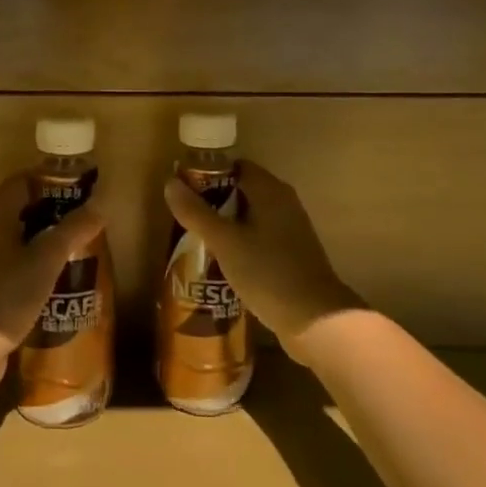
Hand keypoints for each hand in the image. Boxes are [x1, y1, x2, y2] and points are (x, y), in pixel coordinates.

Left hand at [0, 173, 104, 395]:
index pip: (25, 180)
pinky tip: (58, 280)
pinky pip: (14, 264)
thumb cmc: (5, 294)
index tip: (84, 189)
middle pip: (22, 208)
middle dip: (55, 212)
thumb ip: (73, 230)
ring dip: (46, 241)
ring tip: (80, 250)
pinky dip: (35, 265)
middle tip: (87, 221)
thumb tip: (100, 204)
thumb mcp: (45, 259)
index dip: (54, 180)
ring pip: (19, 238)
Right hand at [164, 160, 360, 360]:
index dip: (208, 175)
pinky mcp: (293, 253)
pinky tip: (224, 263)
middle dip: (214, 202)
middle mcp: (284, 202)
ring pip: (251, 216)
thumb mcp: (224, 242)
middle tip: (186, 220)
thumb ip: (196, 212)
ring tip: (198, 242)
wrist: (315, 320)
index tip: (185, 193)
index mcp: (270, 190)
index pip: (235, 167)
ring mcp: (291, 228)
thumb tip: (170, 183)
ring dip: (227, 225)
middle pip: (242, 190)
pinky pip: (261, 237)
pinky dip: (242, 243)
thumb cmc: (267, 272)